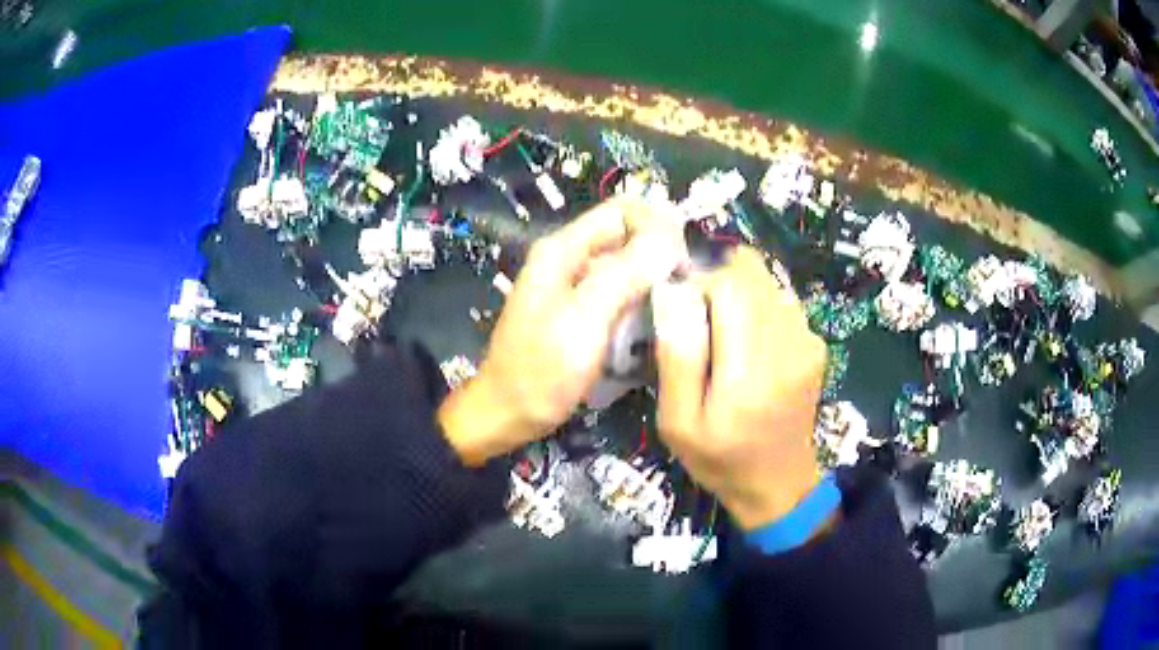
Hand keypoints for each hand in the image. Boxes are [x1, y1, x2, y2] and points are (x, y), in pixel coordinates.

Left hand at [440, 198, 687, 465]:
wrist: (507, 414)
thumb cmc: (542, 370)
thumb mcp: (585, 320)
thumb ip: (624, 274)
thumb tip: (670, 238)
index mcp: (563, 249)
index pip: (623, 210)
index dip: (658, 227)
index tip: (682, 264)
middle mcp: (569, 258)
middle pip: (626, 235)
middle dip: (659, 254)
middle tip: (683, 290)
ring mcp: (574, 285)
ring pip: (626, 264)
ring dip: (653, 279)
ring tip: (674, 308)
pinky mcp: (581, 310)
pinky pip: (619, 291)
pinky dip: (640, 299)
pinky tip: (654, 322)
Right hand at [652, 247, 826, 529]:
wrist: (778, 484)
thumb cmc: (719, 459)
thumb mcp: (677, 422)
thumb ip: (676, 357)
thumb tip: (673, 293)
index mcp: (750, 371)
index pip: (730, 285)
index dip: (699, 284)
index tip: (681, 311)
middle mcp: (788, 346)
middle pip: (752, 273)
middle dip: (718, 283)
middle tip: (701, 321)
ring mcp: (808, 342)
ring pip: (767, 283)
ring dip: (740, 296)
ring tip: (725, 337)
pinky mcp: (816, 344)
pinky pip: (782, 302)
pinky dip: (760, 310)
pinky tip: (751, 346)